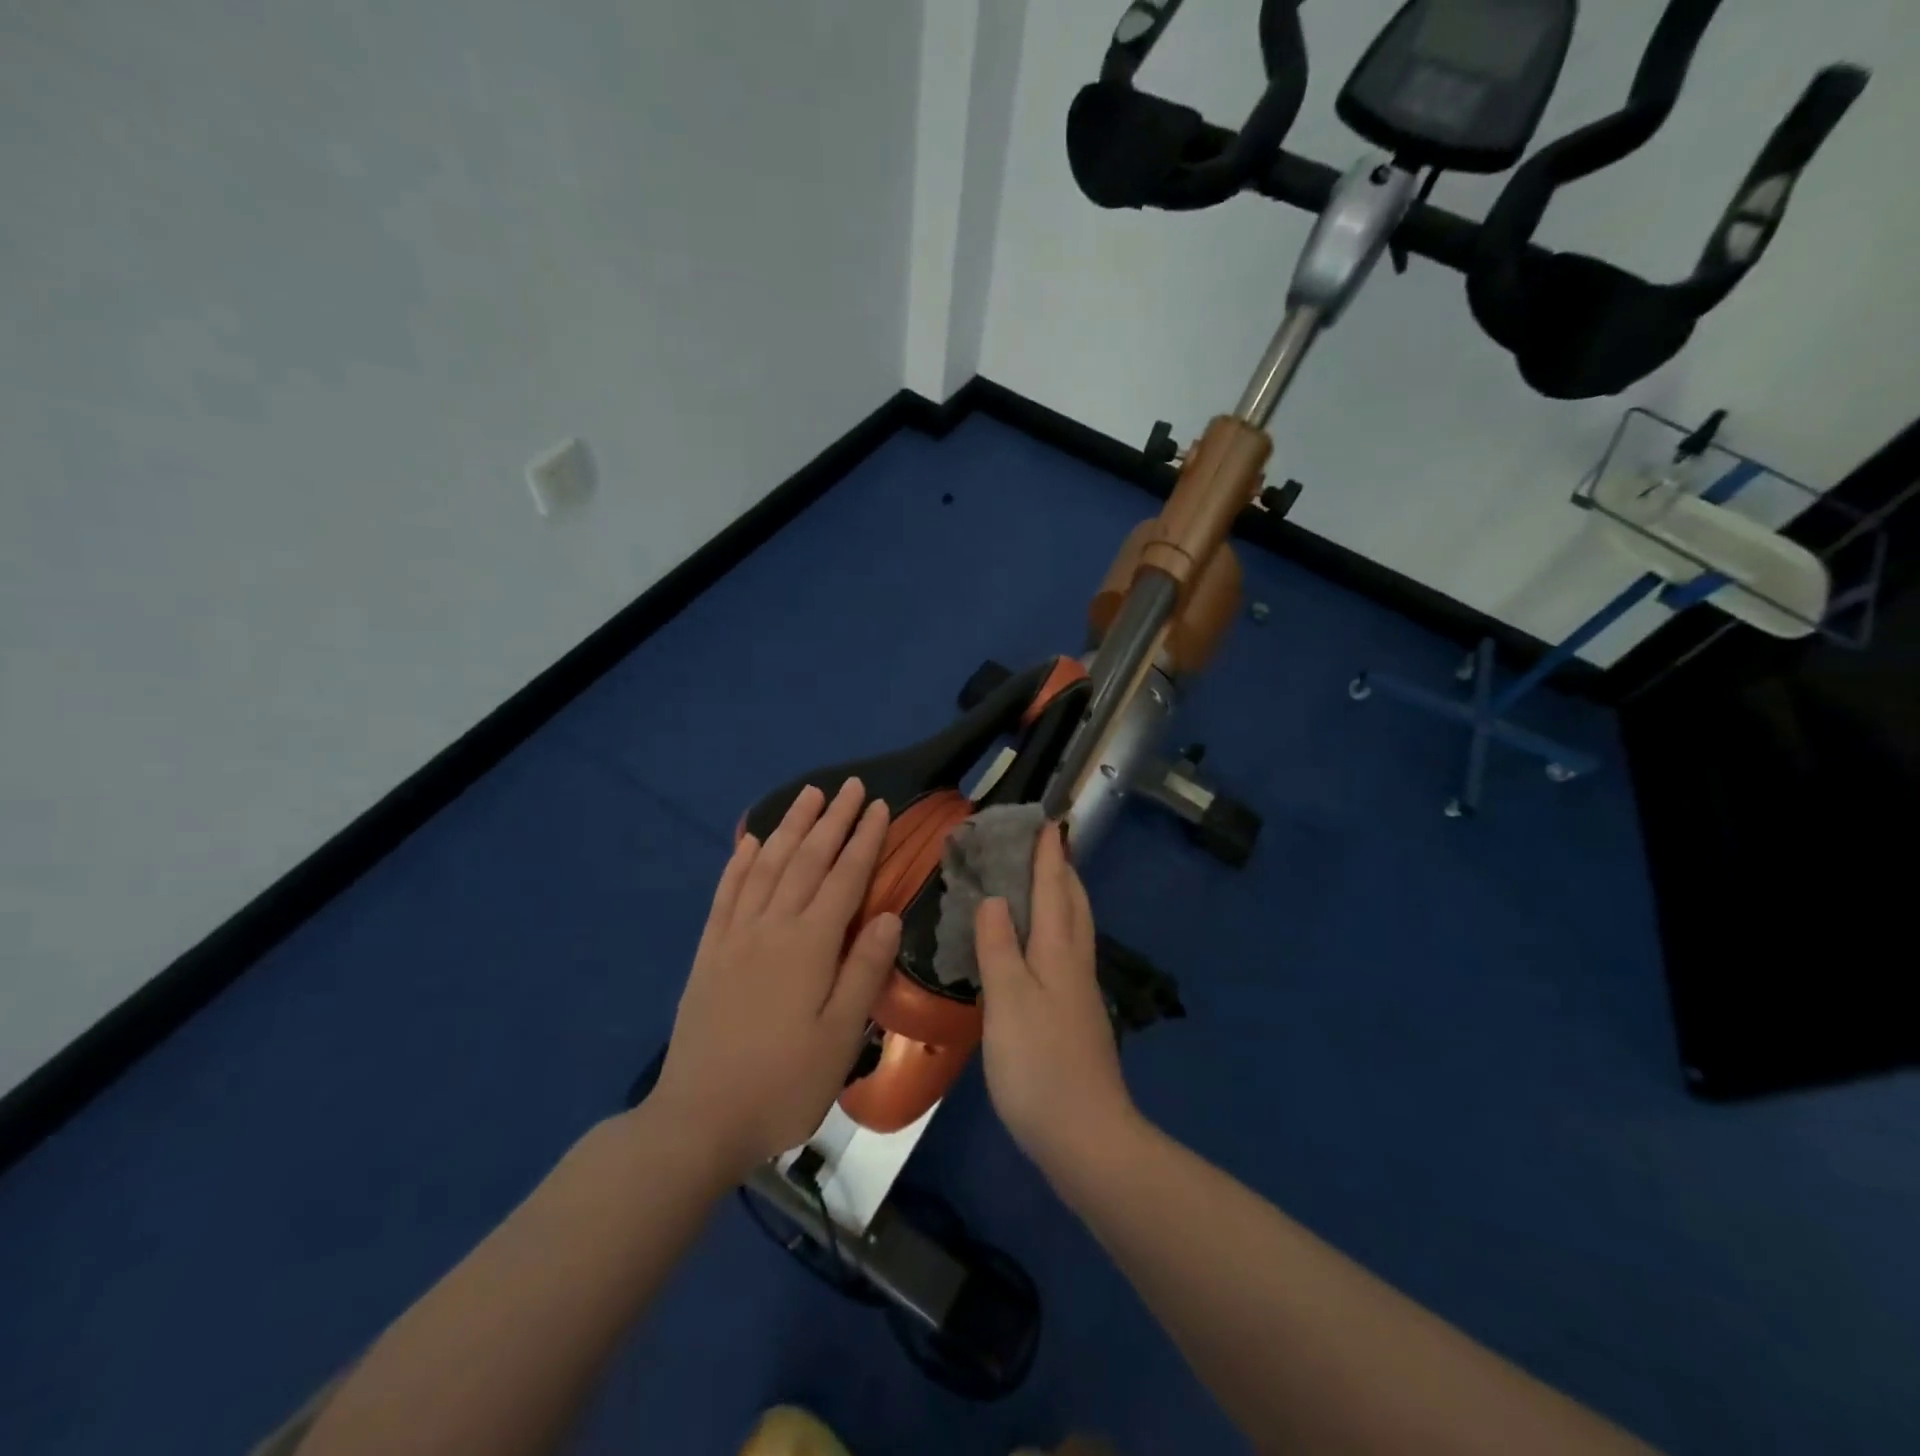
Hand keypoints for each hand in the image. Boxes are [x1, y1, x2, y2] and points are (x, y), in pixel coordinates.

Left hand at [654, 780, 900, 1175]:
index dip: (864, 840)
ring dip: (790, 827)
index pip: (845, 878)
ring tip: (808, 795)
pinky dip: (740, 862)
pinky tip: (749, 841)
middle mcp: (772, 927)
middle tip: (851, 786)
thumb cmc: (784, 1084)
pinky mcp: (709, 952)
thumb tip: (889, 915)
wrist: (700, 1120)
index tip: (879, 807)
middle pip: (807, 860)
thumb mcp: (841, 1038)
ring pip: (767, 865)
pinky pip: (726, 893)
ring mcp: (735, 936)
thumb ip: (864, 971)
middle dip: (832, 819)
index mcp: (809, 946)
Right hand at [975, 825, 1137, 1179]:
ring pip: (1075, 930)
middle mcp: (1075, 964)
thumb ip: (999, 947)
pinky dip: (1055, 931)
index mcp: (1059, 952)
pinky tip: (1038, 946)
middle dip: (1062, 871)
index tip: (1047, 821)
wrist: (1086, 1137)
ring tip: (1042, 885)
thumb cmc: (1039, 1064)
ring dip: (1062, 898)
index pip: (1055, 889)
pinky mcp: (1076, 1018)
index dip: (1048, 855)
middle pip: (1074, 905)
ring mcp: (1080, 993)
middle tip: (1044, 846)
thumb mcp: (1008, 1000)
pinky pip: (1067, 954)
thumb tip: (995, 898)